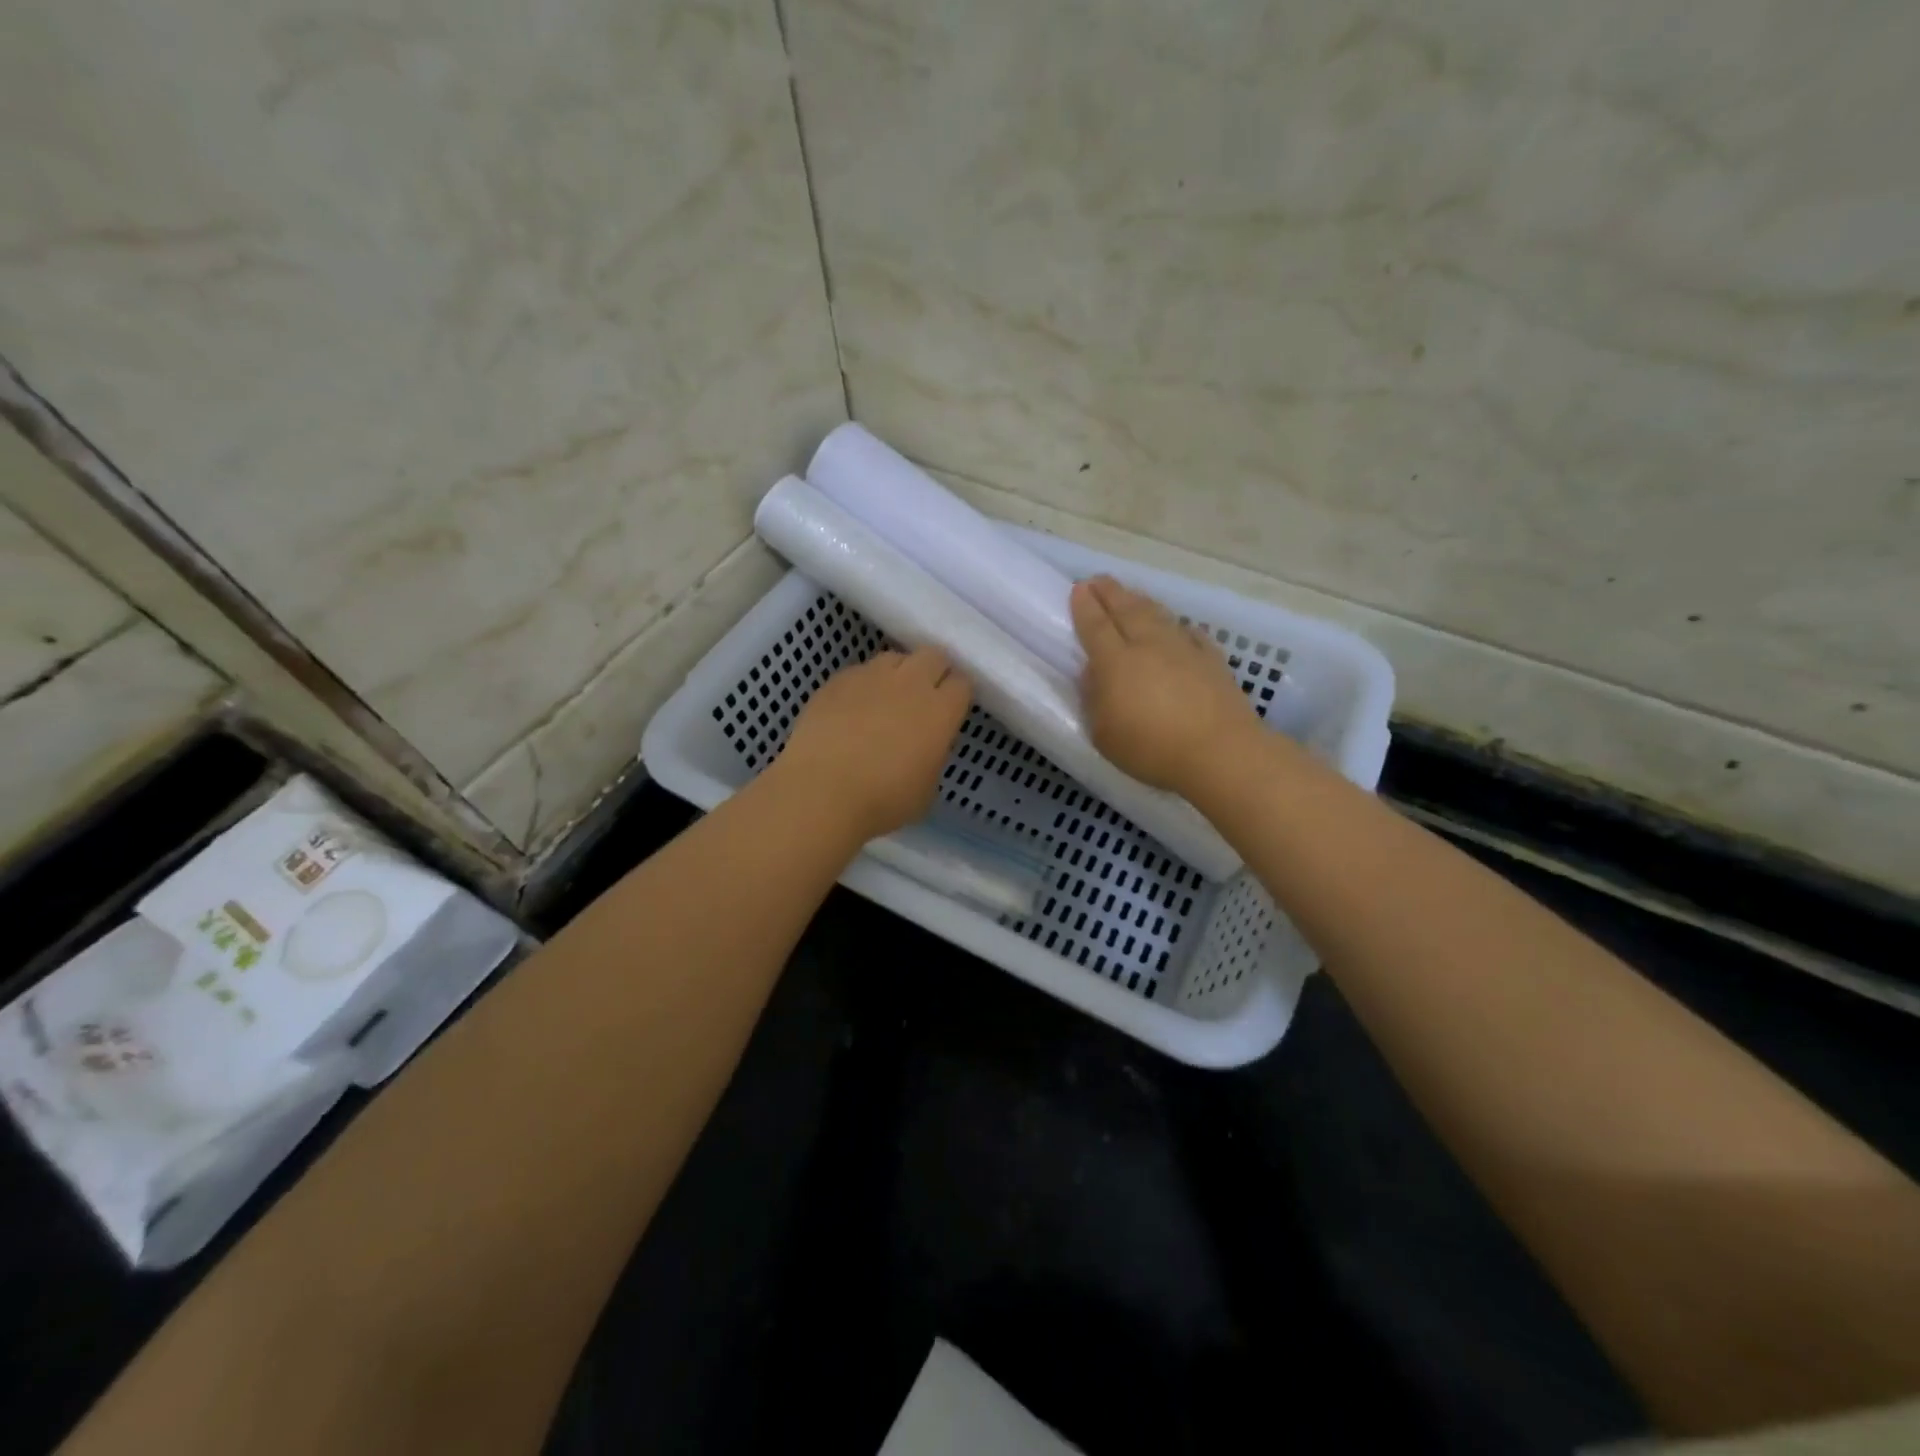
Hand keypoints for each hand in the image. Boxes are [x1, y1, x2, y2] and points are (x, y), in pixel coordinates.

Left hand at [774, 646, 972, 840]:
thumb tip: (924, 746)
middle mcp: (910, 683)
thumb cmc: (882, 801)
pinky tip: (852, 710)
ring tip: (886, 700)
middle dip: (933, 672)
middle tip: (923, 699)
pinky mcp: (837, 680)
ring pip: (895, 658)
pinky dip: (863, 685)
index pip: (962, 684)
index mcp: (940, 711)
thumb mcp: (926, 789)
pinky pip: (859, 672)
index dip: (957, 696)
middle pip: (933, 656)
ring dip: (898, 673)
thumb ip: (932, 756)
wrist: (821, 792)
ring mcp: (871, 676)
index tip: (950, 712)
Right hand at [1070, 575, 1259, 793]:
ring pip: (1158, 614)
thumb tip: (1093, 674)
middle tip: (1098, 580)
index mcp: (1115, 661)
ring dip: (1141, 601)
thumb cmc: (1152, 749)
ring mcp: (1183, 649)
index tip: (1077, 589)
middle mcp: (1148, 645)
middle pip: (1126, 609)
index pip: (1095, 625)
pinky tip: (1178, 627)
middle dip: (1110, 592)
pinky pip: (1189, 633)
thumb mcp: (1104, 734)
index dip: (1084, 606)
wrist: (1220, 752)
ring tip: (1130, 594)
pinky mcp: (1211, 660)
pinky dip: (1178, 626)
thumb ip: (1094, 700)